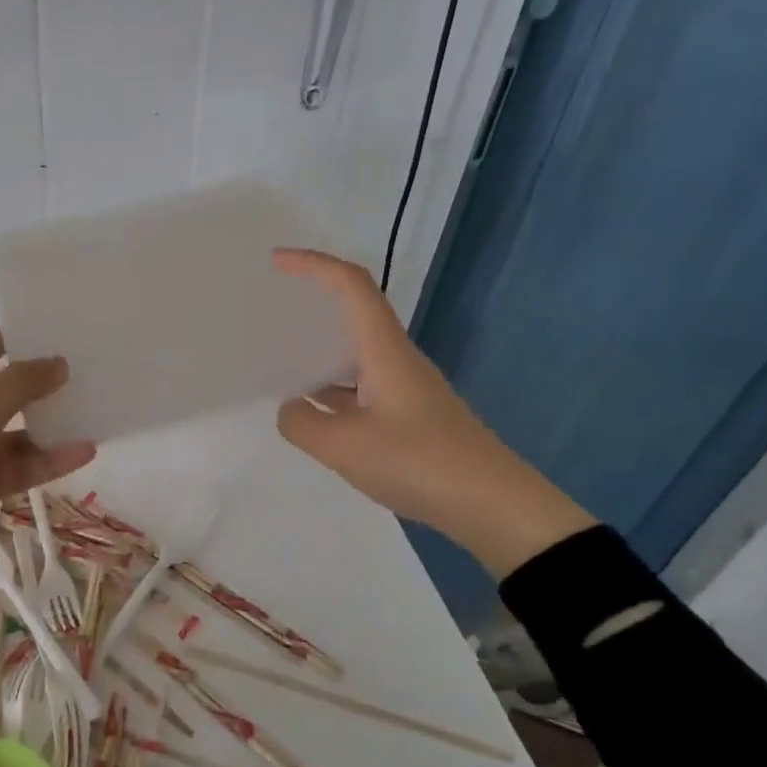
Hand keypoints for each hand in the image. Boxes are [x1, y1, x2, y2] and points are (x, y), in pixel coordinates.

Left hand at [0, 329, 94, 666]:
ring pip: (17, 434)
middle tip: (95, 372)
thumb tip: (59, 362)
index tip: (65, 331)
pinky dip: (46, 462)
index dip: (20, 339)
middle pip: (6, 392)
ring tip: (98, 413)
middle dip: (44, 385)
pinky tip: (82, 452)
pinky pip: (16, 468)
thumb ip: (15, 388)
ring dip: (51, 427)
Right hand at [272, 249, 594, 578]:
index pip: (351, 286)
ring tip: (280, 362)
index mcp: (385, 351)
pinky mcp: (410, 416)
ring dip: (321, 351)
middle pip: (356, 312)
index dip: (313, 265)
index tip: (276, 262)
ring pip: (357, 355)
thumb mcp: (344, 447)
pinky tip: (314, 413)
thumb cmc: (420, 462)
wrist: (493, 505)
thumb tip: (292, 408)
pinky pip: (362, 387)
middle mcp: (397, 360)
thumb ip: (303, 423)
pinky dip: (333, 389)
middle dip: (314, 302)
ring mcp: (406, 389)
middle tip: (273, 309)